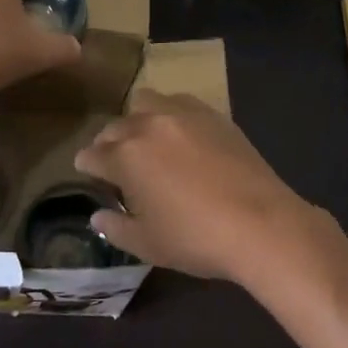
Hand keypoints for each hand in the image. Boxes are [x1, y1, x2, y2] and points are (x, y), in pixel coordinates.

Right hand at [74, 90, 328, 283]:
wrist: (261, 223)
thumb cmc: (196, 238)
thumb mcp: (147, 244)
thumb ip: (116, 228)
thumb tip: (98, 216)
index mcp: (126, 157)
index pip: (94, 155)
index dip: (86, 165)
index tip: (86, 169)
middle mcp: (148, 126)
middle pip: (116, 126)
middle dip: (109, 142)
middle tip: (115, 160)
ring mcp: (183, 115)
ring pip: (146, 102)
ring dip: (138, 118)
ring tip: (146, 138)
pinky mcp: (213, 115)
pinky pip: (180, 102)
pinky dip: (170, 113)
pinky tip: (180, 133)